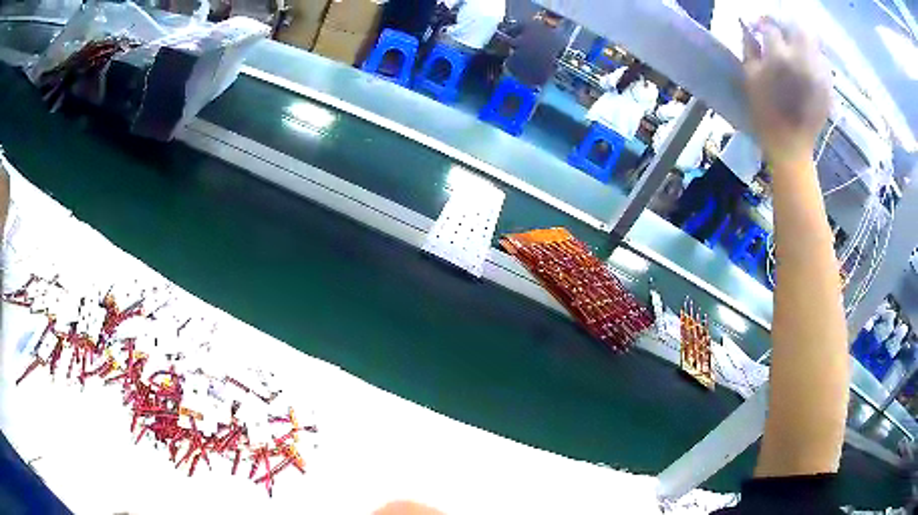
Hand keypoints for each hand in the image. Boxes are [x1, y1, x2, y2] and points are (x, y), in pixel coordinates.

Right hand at [742, 18, 831, 167]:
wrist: (791, 146)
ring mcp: (819, 73)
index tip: (757, 28)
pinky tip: (806, 66)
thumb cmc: (766, 113)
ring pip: (813, 42)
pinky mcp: (828, 85)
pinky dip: (814, 57)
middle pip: (798, 27)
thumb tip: (749, 27)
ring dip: (802, 40)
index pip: (771, 26)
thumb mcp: (750, 78)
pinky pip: (822, 61)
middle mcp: (803, 59)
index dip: (762, 24)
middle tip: (780, 33)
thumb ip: (750, 47)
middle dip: (787, 26)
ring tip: (795, 50)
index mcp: (780, 57)